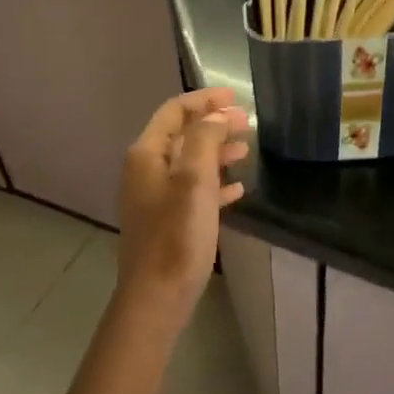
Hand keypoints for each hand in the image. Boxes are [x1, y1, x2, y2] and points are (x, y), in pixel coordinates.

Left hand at [116, 88, 250, 323]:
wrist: (157, 297)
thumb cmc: (177, 236)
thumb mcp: (194, 181)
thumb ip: (205, 140)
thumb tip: (216, 116)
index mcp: (147, 155)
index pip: (174, 111)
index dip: (204, 99)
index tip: (235, 96)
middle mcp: (146, 170)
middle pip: (182, 135)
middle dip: (214, 124)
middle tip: (247, 123)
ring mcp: (155, 197)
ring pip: (189, 162)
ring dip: (216, 152)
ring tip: (245, 150)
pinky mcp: (167, 221)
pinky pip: (192, 191)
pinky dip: (214, 183)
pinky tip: (238, 189)